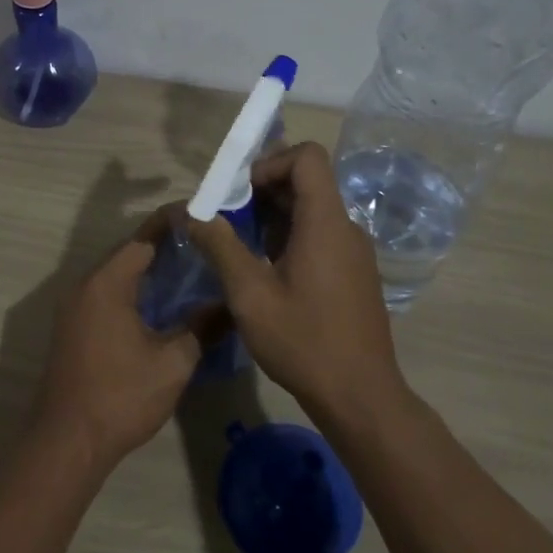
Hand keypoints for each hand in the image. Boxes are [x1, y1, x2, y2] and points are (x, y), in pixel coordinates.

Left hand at [34, 209, 212, 471]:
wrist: (67, 441)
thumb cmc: (121, 396)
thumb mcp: (173, 362)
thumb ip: (202, 327)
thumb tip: (229, 305)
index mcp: (107, 284)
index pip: (143, 238)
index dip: (173, 223)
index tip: (203, 214)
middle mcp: (85, 286)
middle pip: (128, 253)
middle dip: (164, 245)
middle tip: (204, 244)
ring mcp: (74, 308)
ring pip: (117, 275)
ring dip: (148, 270)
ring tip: (190, 269)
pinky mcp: (73, 328)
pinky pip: (107, 295)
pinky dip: (134, 290)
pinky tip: (161, 304)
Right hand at [188, 142, 403, 413]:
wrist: (359, 395)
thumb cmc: (303, 341)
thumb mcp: (250, 295)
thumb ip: (220, 247)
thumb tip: (193, 214)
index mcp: (325, 222)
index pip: (307, 157)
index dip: (270, 163)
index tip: (241, 194)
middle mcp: (346, 228)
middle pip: (308, 182)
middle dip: (264, 192)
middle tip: (229, 222)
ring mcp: (355, 252)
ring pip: (313, 212)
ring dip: (275, 219)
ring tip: (242, 251)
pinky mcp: (355, 274)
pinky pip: (322, 237)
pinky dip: (292, 239)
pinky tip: (269, 275)